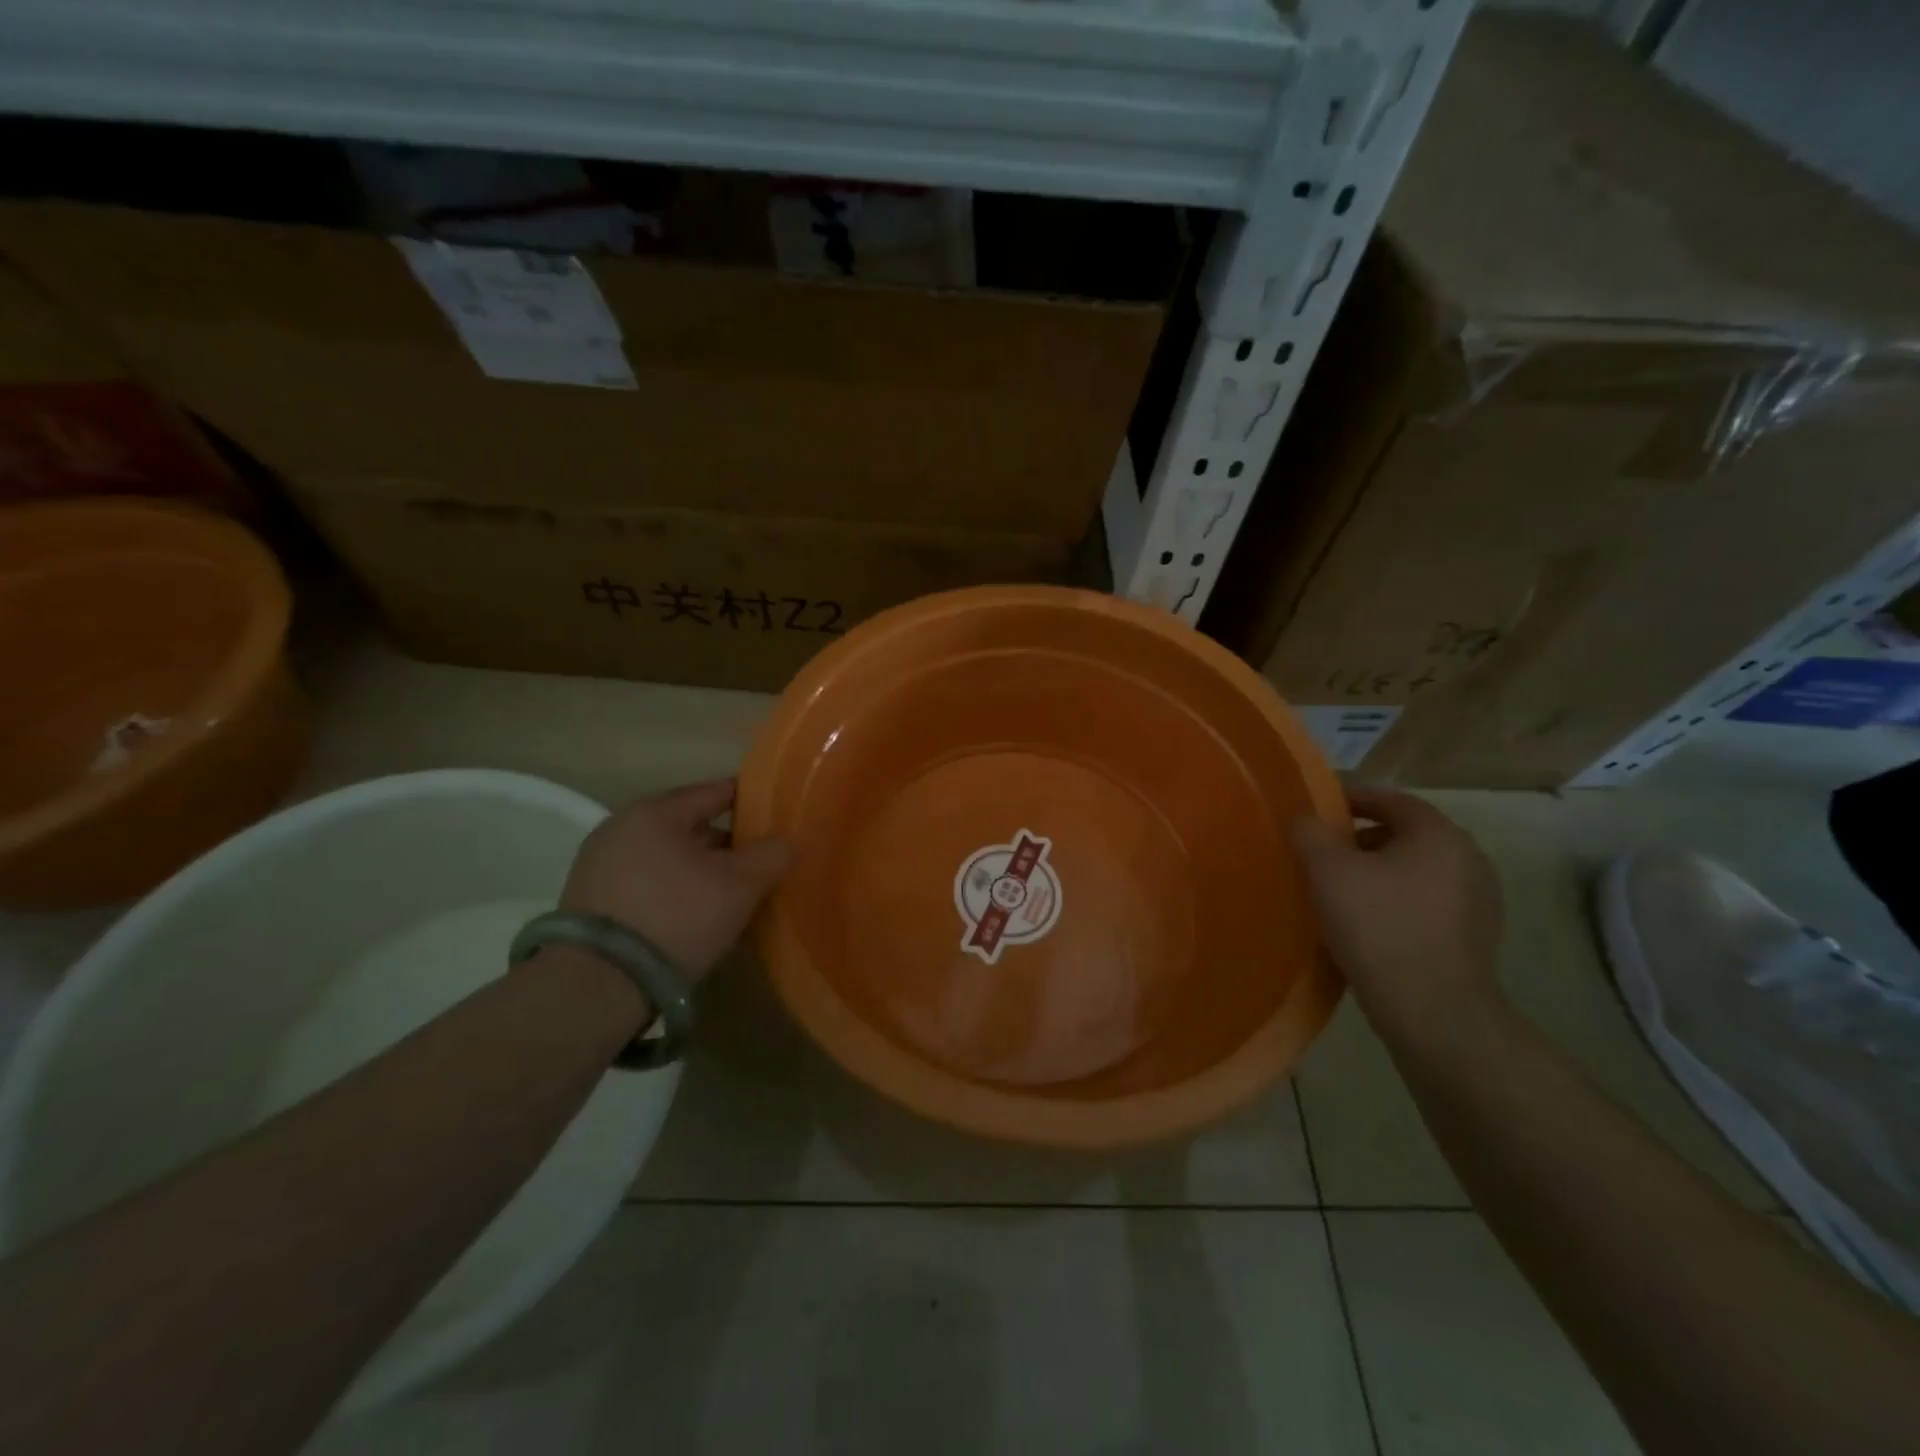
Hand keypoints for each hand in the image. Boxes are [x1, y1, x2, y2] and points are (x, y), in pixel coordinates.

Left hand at [560, 779, 790, 976]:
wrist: (598, 986)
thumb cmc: (677, 918)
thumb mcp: (740, 886)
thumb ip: (771, 855)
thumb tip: (786, 841)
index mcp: (655, 812)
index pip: (714, 792)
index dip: (750, 802)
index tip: (776, 815)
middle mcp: (620, 827)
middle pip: (688, 826)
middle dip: (724, 844)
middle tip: (758, 864)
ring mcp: (598, 864)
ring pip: (666, 856)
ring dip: (697, 870)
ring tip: (729, 894)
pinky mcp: (587, 900)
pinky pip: (645, 882)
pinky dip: (671, 890)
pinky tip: (692, 915)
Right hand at [1288, 785, 1503, 1032]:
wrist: (1433, 1011)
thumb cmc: (1378, 926)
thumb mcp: (1326, 870)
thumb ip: (1309, 833)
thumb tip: (1305, 820)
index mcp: (1439, 835)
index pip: (1392, 799)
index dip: (1352, 798)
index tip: (1319, 811)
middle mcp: (1469, 859)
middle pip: (1406, 834)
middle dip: (1362, 839)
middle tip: (1324, 853)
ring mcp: (1478, 901)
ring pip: (1416, 870)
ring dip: (1379, 872)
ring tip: (1341, 890)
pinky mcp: (1475, 937)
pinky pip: (1426, 902)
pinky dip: (1396, 901)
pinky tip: (1368, 923)